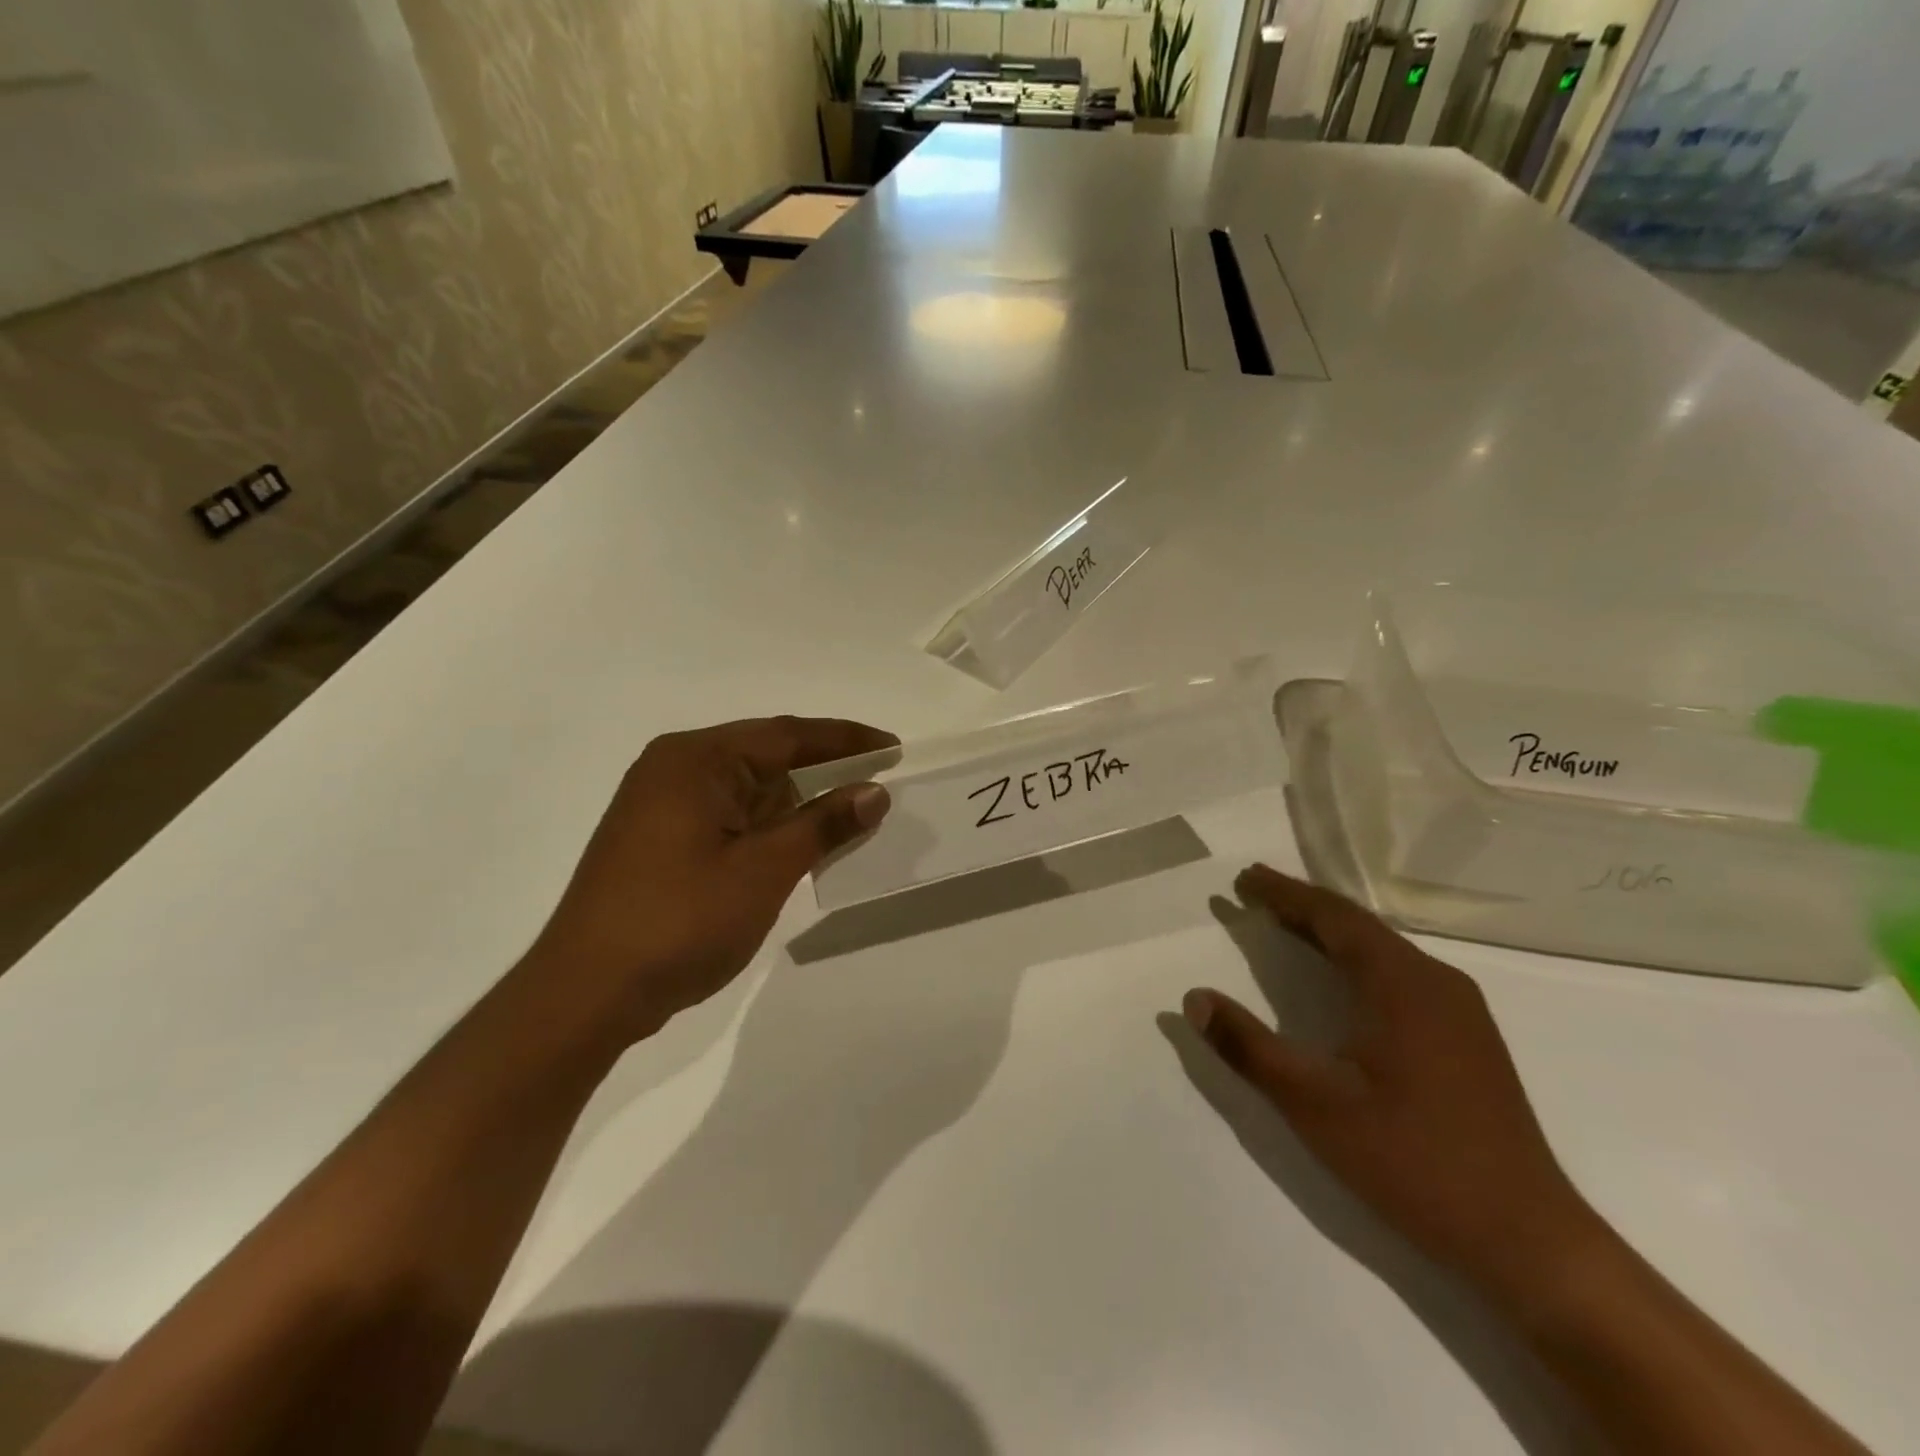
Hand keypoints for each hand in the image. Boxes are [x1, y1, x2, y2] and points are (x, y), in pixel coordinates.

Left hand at [527, 717, 895, 1041]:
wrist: (586, 994)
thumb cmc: (680, 921)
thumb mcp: (764, 870)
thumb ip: (823, 825)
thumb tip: (874, 792)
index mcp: (696, 760)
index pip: (786, 735)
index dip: (846, 740)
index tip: (893, 747)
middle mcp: (675, 769)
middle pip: (766, 756)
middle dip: (824, 771)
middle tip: (878, 782)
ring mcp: (662, 806)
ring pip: (749, 790)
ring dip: (797, 804)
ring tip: (850, 817)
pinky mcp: (660, 839)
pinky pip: (730, 817)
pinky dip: (769, 827)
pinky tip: (800, 844)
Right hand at [1183, 865, 1600, 1305]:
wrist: (1527, 1241)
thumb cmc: (1412, 1161)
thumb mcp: (1313, 1105)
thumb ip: (1249, 1048)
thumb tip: (1194, 999)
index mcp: (1402, 984)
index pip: (1333, 917)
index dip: (1284, 894)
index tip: (1244, 878)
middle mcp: (1436, 982)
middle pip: (1358, 926)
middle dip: (1302, 906)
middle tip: (1254, 893)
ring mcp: (1459, 1010)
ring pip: (1382, 949)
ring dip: (1330, 932)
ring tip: (1285, 923)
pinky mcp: (1467, 1038)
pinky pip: (1400, 973)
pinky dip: (1357, 958)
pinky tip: (1341, 977)